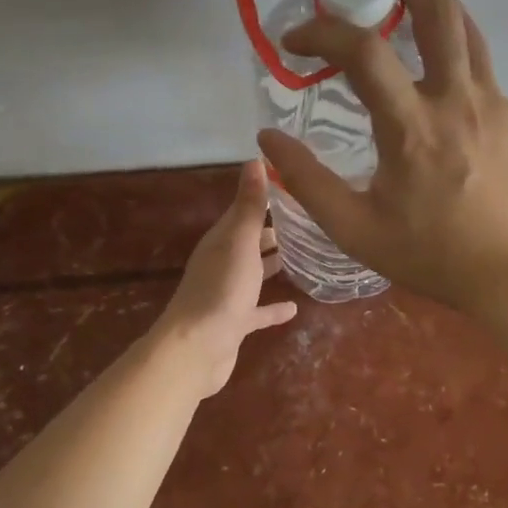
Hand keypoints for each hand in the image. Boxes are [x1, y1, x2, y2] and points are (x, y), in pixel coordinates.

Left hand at [154, 160, 298, 397]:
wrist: (196, 349)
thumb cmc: (222, 289)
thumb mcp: (240, 241)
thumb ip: (250, 204)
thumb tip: (255, 158)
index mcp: (222, 240)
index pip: (246, 210)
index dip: (268, 197)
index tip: (298, 187)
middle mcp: (223, 263)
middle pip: (251, 241)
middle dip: (275, 231)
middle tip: (311, 221)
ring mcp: (228, 294)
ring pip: (254, 273)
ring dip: (274, 265)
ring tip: (306, 256)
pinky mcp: (235, 323)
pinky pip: (258, 311)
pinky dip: (273, 307)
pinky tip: (294, 308)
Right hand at [256, 0, 507, 316]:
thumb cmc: (434, 256)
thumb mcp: (356, 229)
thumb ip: (307, 180)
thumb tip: (266, 136)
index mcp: (413, 126)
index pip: (363, 49)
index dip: (321, 31)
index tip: (295, 38)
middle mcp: (457, 98)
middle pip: (437, 5)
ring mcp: (495, 101)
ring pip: (466, 25)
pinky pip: (480, 68)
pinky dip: (451, 54)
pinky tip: (436, 81)